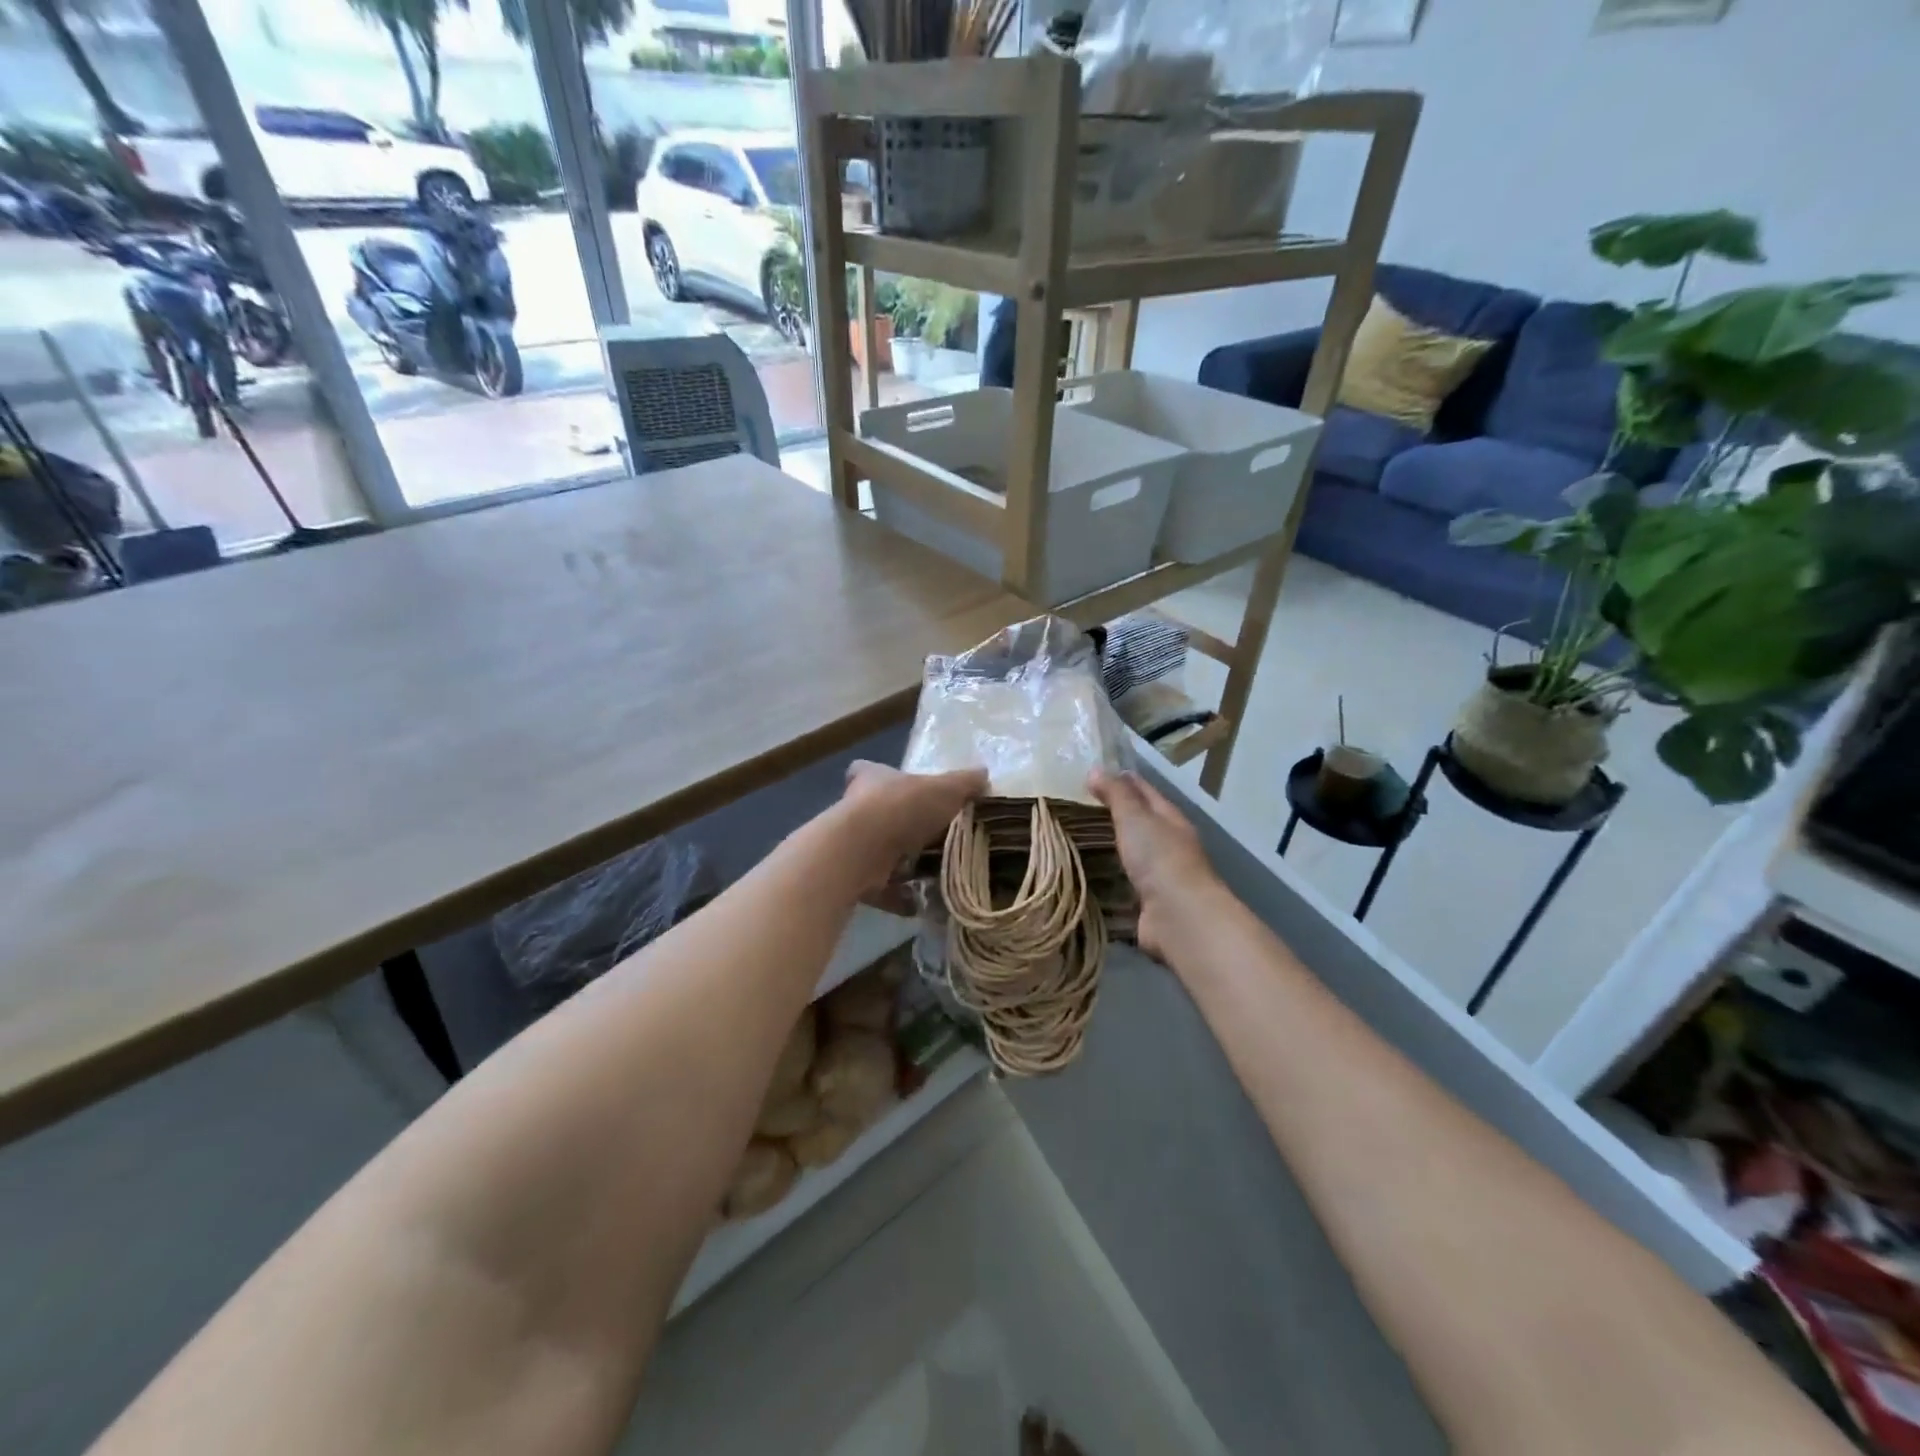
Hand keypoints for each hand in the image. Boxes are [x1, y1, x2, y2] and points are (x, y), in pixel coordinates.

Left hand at [836, 761, 987, 899]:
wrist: (861, 852)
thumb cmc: (902, 808)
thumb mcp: (945, 789)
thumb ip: (965, 783)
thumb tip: (983, 774)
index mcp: (872, 780)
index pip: (866, 771)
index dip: (881, 777)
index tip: (899, 790)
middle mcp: (856, 810)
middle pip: (877, 814)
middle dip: (902, 826)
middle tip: (934, 838)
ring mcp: (852, 845)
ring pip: (878, 852)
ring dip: (902, 863)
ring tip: (935, 873)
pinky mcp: (853, 877)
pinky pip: (880, 887)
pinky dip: (899, 896)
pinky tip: (923, 901)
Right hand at [1088, 768, 1224, 962]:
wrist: (1178, 916)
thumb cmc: (1159, 858)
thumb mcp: (1135, 817)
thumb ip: (1116, 794)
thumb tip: (1097, 768)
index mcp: (1171, 819)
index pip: (1145, 791)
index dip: (1123, 780)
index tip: (1096, 773)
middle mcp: (1170, 845)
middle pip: (1142, 823)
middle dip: (1117, 815)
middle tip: (1079, 807)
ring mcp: (1161, 877)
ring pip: (1134, 855)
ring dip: (1113, 848)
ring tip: (1079, 841)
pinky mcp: (1149, 904)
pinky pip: (1125, 885)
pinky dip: (1111, 879)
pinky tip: (1090, 877)